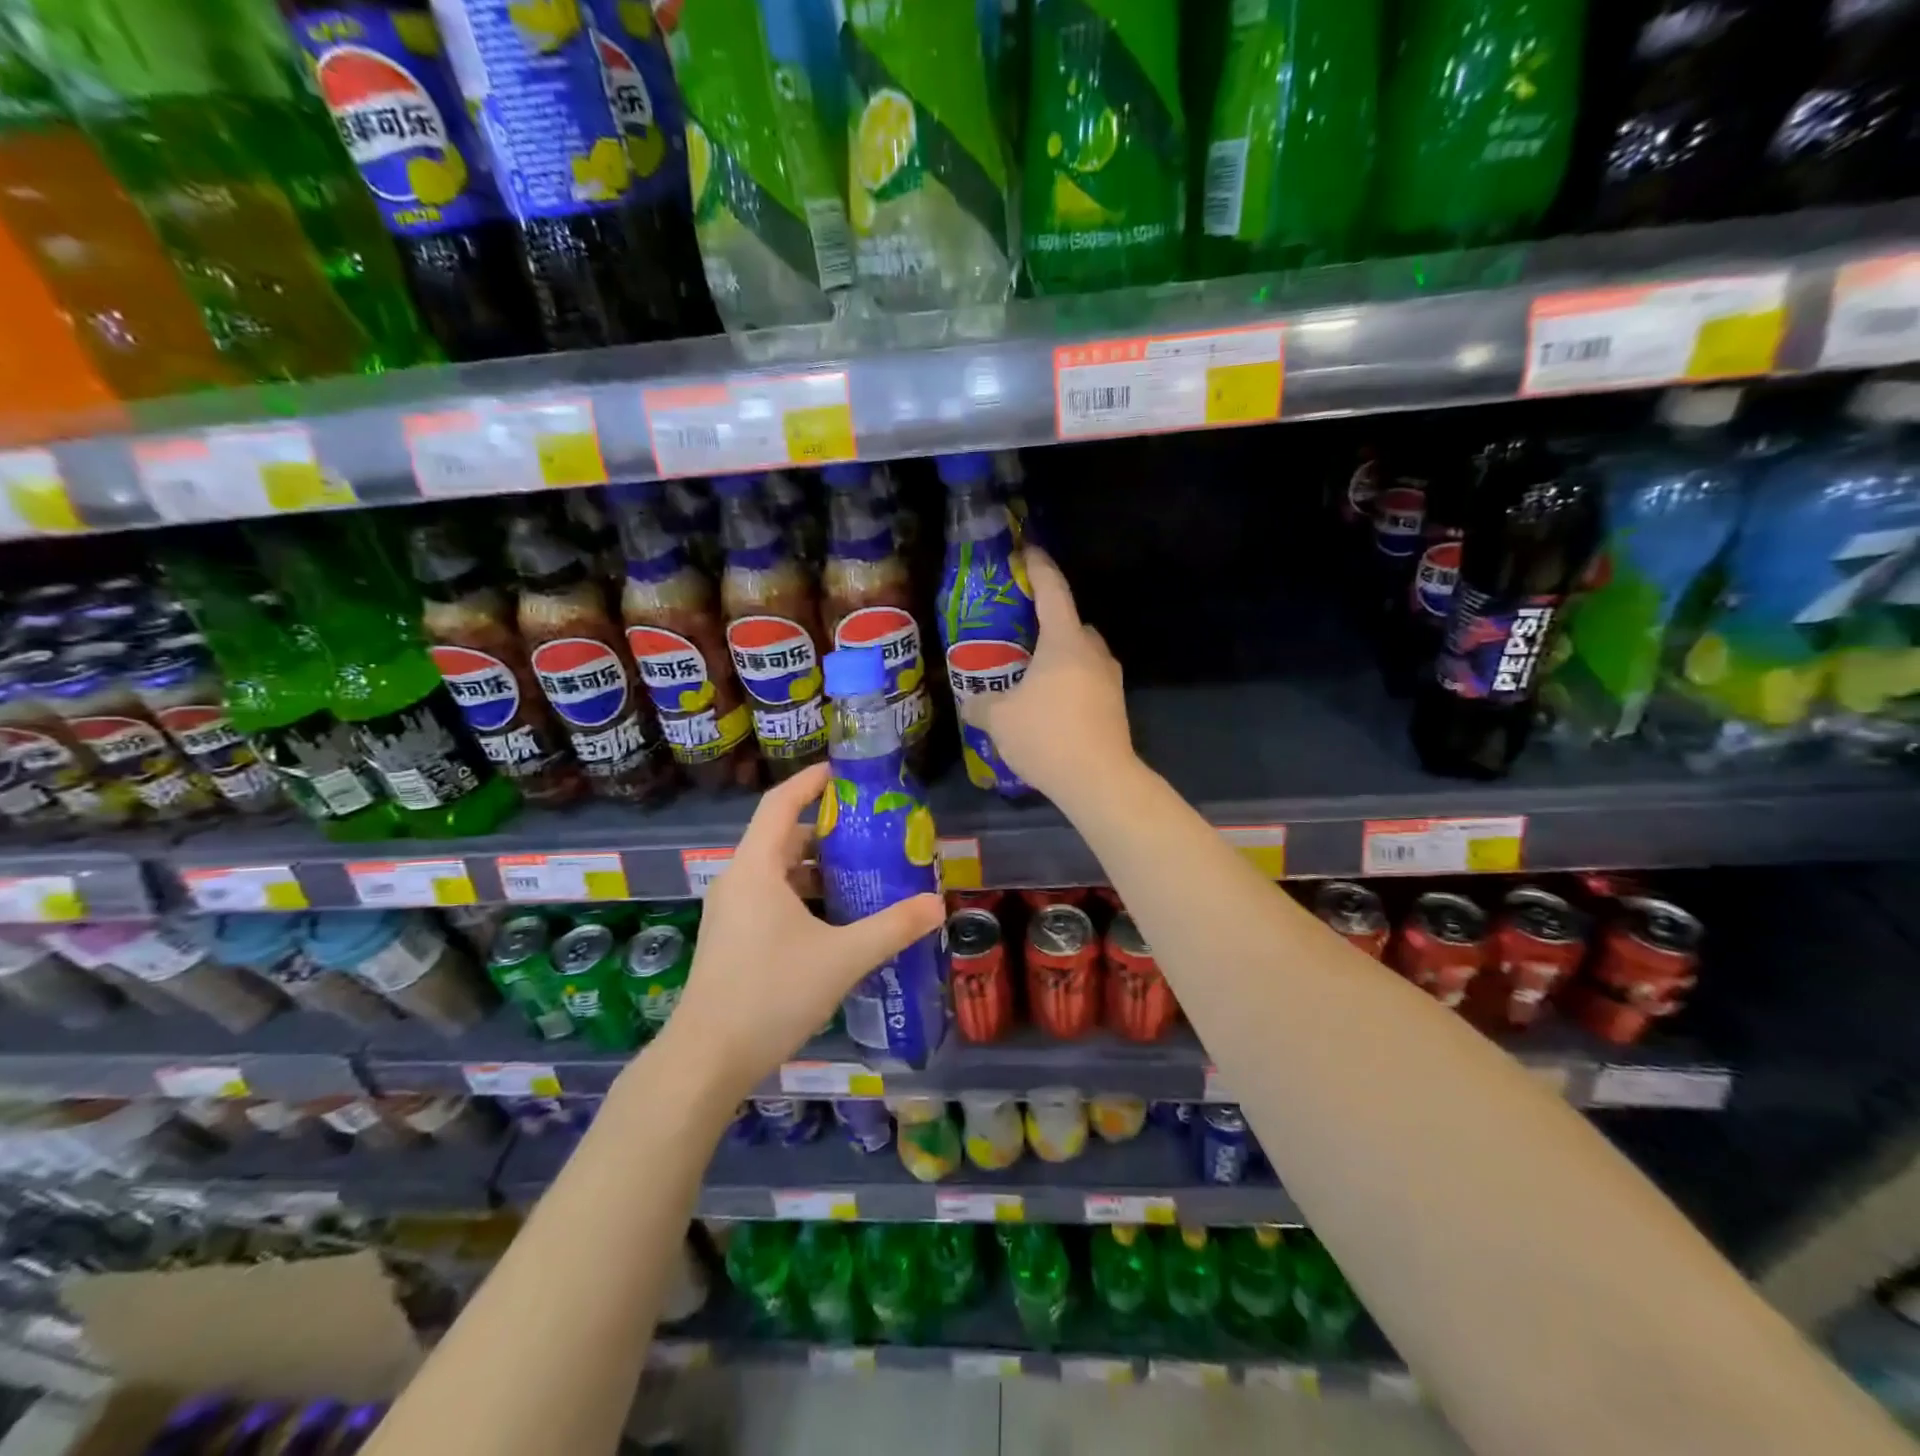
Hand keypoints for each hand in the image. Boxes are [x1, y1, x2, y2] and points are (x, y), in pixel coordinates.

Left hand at [664, 763, 943, 1099]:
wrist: (707, 1059)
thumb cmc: (771, 994)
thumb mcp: (842, 958)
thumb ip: (892, 928)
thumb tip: (937, 904)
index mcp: (756, 868)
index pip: (781, 803)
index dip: (811, 781)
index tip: (844, 773)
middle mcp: (738, 881)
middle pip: (783, 837)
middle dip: (827, 832)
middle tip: (871, 833)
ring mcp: (731, 912)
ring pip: (778, 872)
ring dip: (817, 869)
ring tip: (862, 876)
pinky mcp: (732, 939)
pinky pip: (771, 899)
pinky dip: (804, 896)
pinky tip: (836, 921)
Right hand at [961, 546, 1134, 802]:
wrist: (1099, 780)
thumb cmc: (1046, 735)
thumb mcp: (999, 718)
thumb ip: (981, 703)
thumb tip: (970, 701)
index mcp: (1065, 642)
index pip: (1053, 592)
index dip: (1039, 568)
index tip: (1028, 552)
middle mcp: (1093, 653)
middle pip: (1071, 624)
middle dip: (1048, 624)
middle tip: (1019, 634)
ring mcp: (1110, 681)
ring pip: (1082, 656)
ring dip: (1059, 659)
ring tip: (1030, 676)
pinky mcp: (1115, 707)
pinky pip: (1087, 682)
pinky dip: (1068, 684)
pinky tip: (1048, 707)